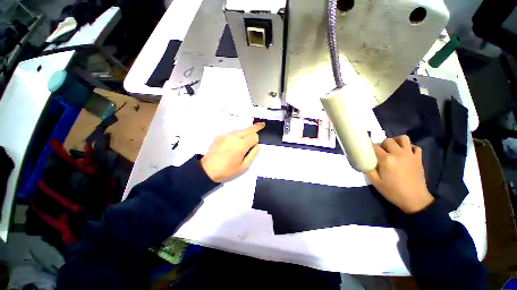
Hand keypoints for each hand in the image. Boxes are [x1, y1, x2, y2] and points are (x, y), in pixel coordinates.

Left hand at [201, 123, 264, 182]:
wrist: (206, 171)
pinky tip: (235, 143)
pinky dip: (237, 135)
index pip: (254, 136)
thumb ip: (253, 154)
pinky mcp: (219, 136)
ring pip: (240, 130)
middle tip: (262, 124)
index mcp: (241, 144)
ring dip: (246, 132)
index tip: (255, 147)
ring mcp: (226, 135)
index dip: (256, 141)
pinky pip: (232, 133)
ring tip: (248, 136)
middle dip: (256, 127)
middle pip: (248, 129)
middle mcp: (234, 136)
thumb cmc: (227, 171)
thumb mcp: (244, 167)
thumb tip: (259, 146)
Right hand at [366, 135, 433, 213]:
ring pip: (403, 138)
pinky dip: (409, 147)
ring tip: (392, 148)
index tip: (366, 149)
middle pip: (388, 140)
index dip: (369, 147)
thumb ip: (368, 170)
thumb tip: (365, 162)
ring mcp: (410, 155)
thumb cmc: (393, 191)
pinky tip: (405, 153)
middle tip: (380, 152)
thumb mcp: (375, 182)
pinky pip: (415, 147)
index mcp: (386, 160)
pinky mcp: (418, 158)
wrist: (415, 200)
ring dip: (396, 141)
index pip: (375, 147)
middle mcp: (398, 154)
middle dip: (382, 144)